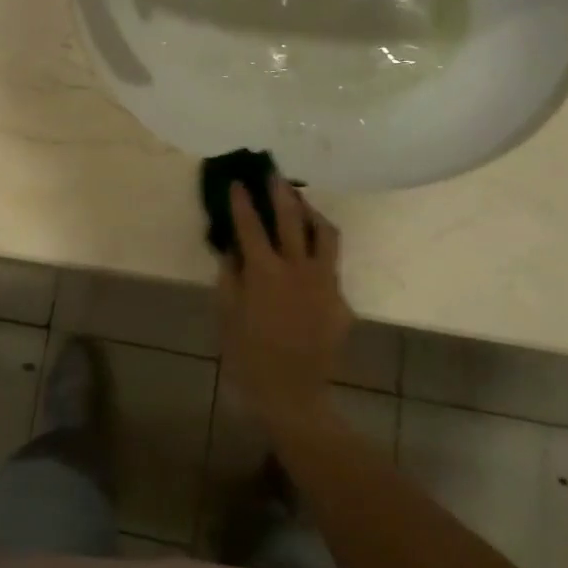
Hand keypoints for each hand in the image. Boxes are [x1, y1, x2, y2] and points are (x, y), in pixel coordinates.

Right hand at [218, 177, 352, 426]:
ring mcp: (325, 282)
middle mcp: (298, 269)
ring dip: (312, 214)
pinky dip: (319, 253)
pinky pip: (331, 266)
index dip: (242, 202)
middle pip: (292, 219)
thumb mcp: (227, 315)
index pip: (250, 226)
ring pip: (326, 235)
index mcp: (265, 272)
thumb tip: (231, 248)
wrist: (293, 393)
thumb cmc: (249, 356)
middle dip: (281, 192)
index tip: (237, 182)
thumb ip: (229, 277)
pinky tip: (308, 258)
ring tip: (302, 205)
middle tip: (274, 173)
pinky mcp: (340, 299)